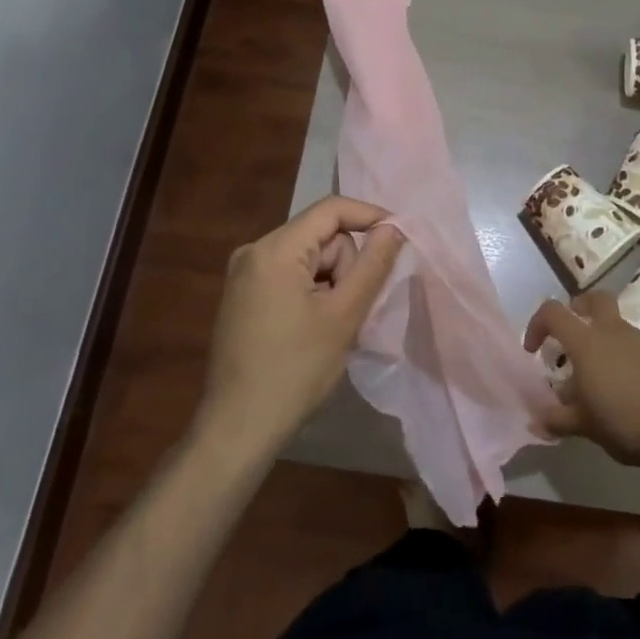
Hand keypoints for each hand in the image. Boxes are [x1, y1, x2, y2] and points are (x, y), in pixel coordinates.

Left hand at [197, 197, 404, 458]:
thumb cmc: (295, 371)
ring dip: (330, 284)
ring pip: (309, 258)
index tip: (400, 239)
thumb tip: (393, 227)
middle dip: (344, 266)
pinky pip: (291, 275)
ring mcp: (244, 274)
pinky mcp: (243, 295)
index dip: (370, 217)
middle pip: (321, 236)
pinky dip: (312, 292)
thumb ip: (373, 265)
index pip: (331, 209)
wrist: (239, 428)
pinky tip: (311, 329)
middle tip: (346, 312)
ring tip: (329, 327)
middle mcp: (254, 251)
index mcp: (274, 249)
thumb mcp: (344, 316)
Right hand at [525, 292, 639, 468]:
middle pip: (595, 299)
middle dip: (579, 308)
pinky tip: (625, 388)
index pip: (553, 312)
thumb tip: (536, 421)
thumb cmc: (624, 420)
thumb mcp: (584, 425)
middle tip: (571, 333)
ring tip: (598, 377)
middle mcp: (613, 331)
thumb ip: (558, 420)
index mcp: (586, 342)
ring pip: (616, 325)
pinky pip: (635, 346)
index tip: (533, 350)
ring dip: (602, 339)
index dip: (537, 324)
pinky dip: (624, 357)